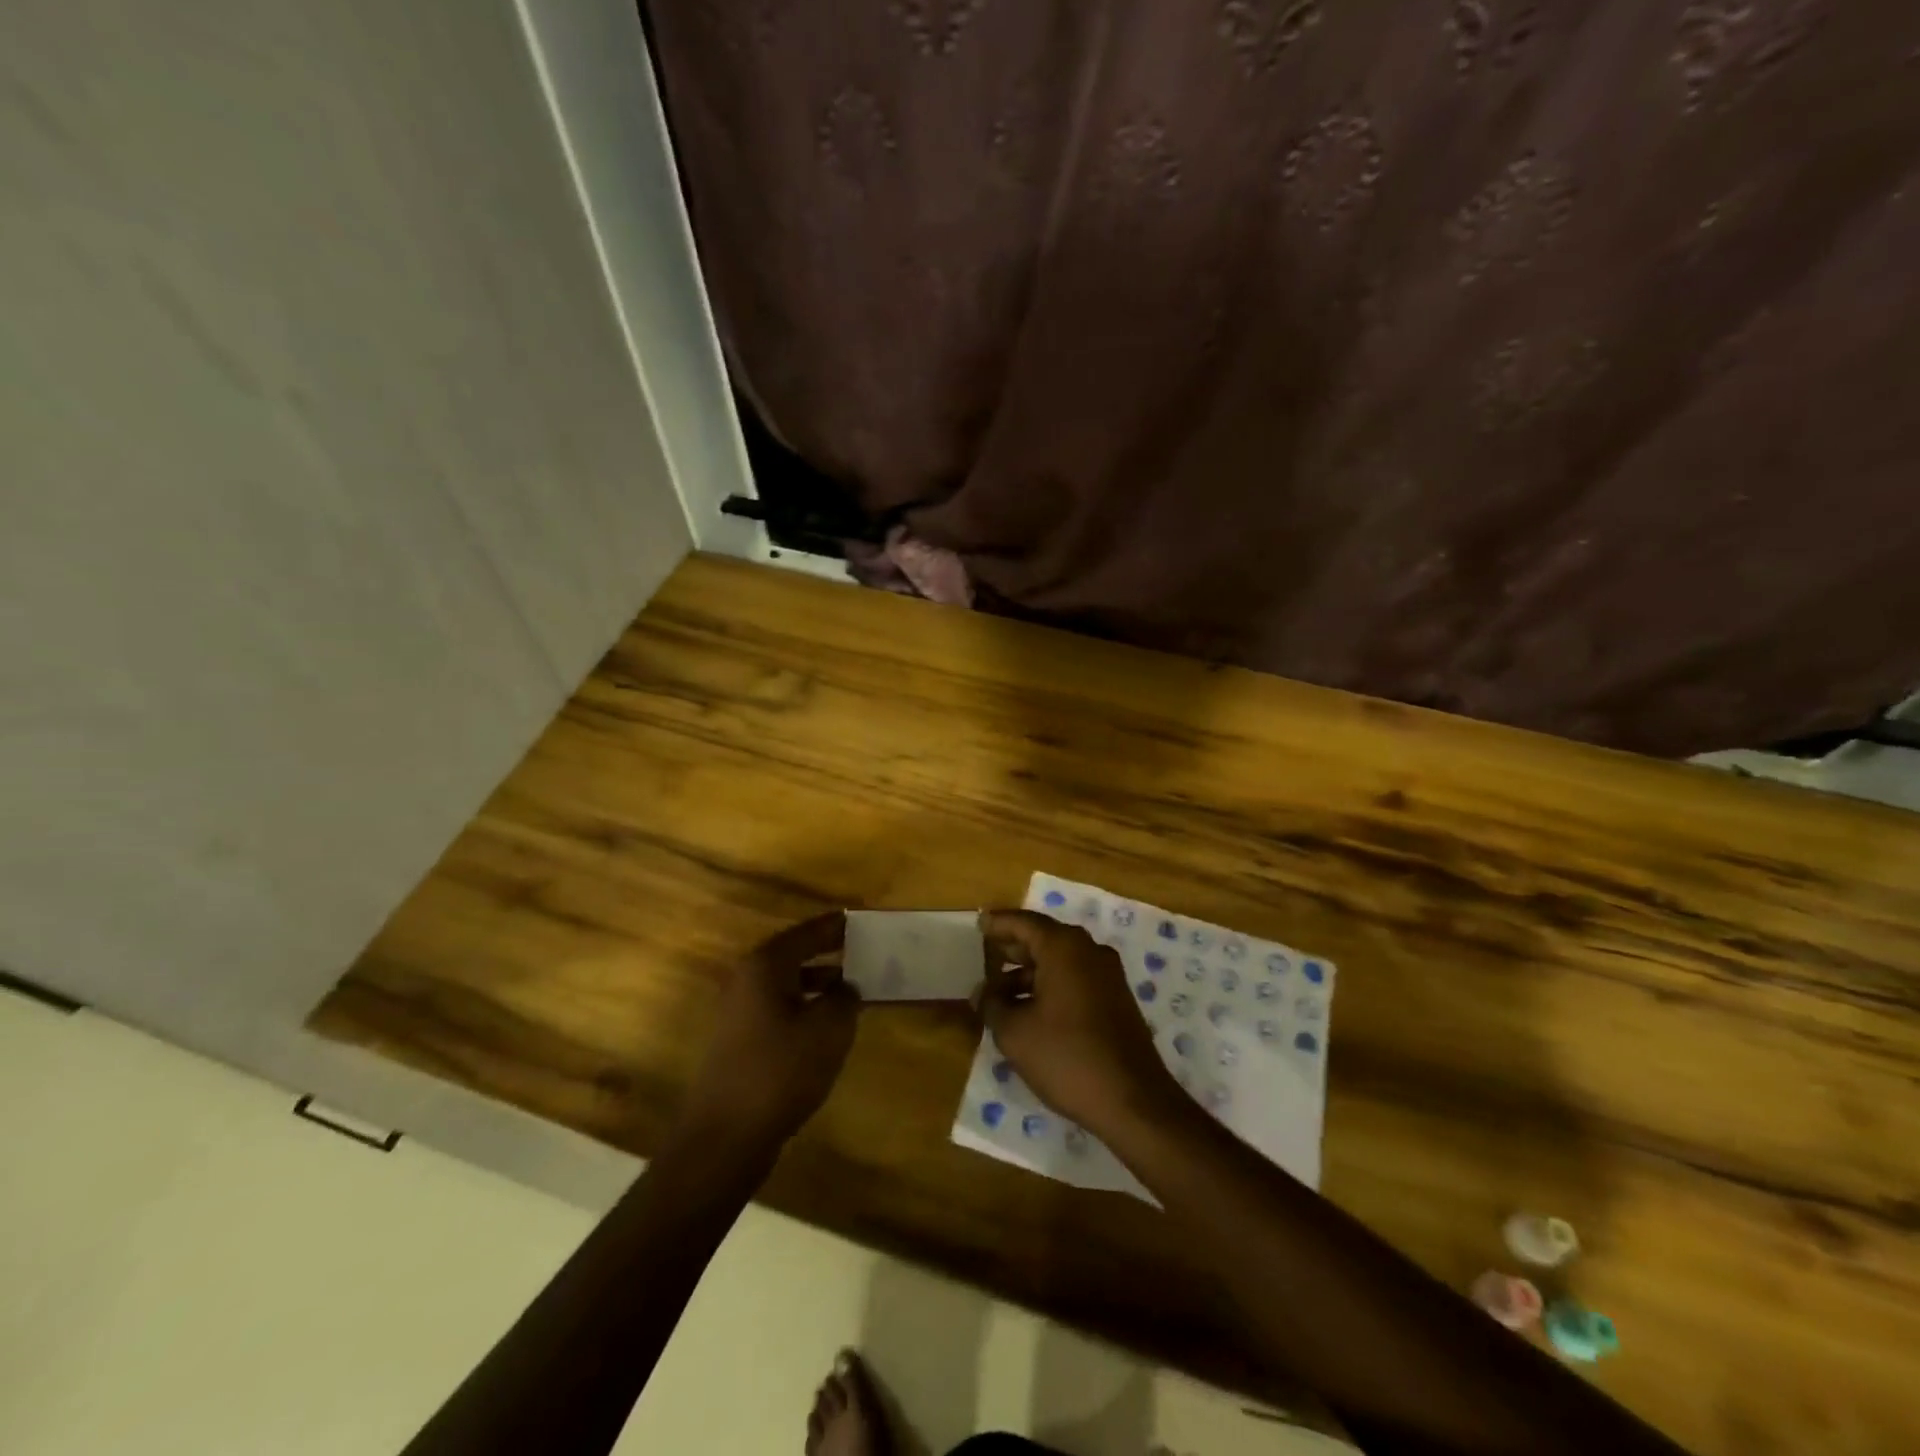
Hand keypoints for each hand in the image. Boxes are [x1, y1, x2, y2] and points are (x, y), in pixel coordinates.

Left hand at [682, 913, 858, 1151]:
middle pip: (793, 954)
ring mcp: (738, 1013)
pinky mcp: (739, 1042)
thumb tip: (846, 987)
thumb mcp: (828, 1029)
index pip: (807, 932)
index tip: (859, 919)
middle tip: (860, 949)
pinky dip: (804, 1008)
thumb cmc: (781, 1071)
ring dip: (817, 982)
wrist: (726, 1137)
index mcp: (765, 966)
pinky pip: (779, 1010)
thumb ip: (844, 998)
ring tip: (852, 988)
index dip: (835, 926)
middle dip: (826, 951)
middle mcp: (747, 980)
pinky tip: (826, 1027)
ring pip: (786, 984)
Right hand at [977, 910, 1180, 1139]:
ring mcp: (1107, 975)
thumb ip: (992, 1005)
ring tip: (999, 994)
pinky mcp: (1116, 999)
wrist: (1132, 1100)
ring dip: (1029, 972)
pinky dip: (1050, 985)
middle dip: (1013, 947)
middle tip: (984, 955)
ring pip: (1060, 961)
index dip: (998, 923)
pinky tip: (1030, 1010)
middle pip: (1044, 937)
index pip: (1024, 922)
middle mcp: (1089, 951)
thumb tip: (983, 992)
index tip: (978, 924)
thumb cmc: (1067, 1057)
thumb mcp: (1015, 1033)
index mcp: (1064, 947)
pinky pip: (1075, 978)